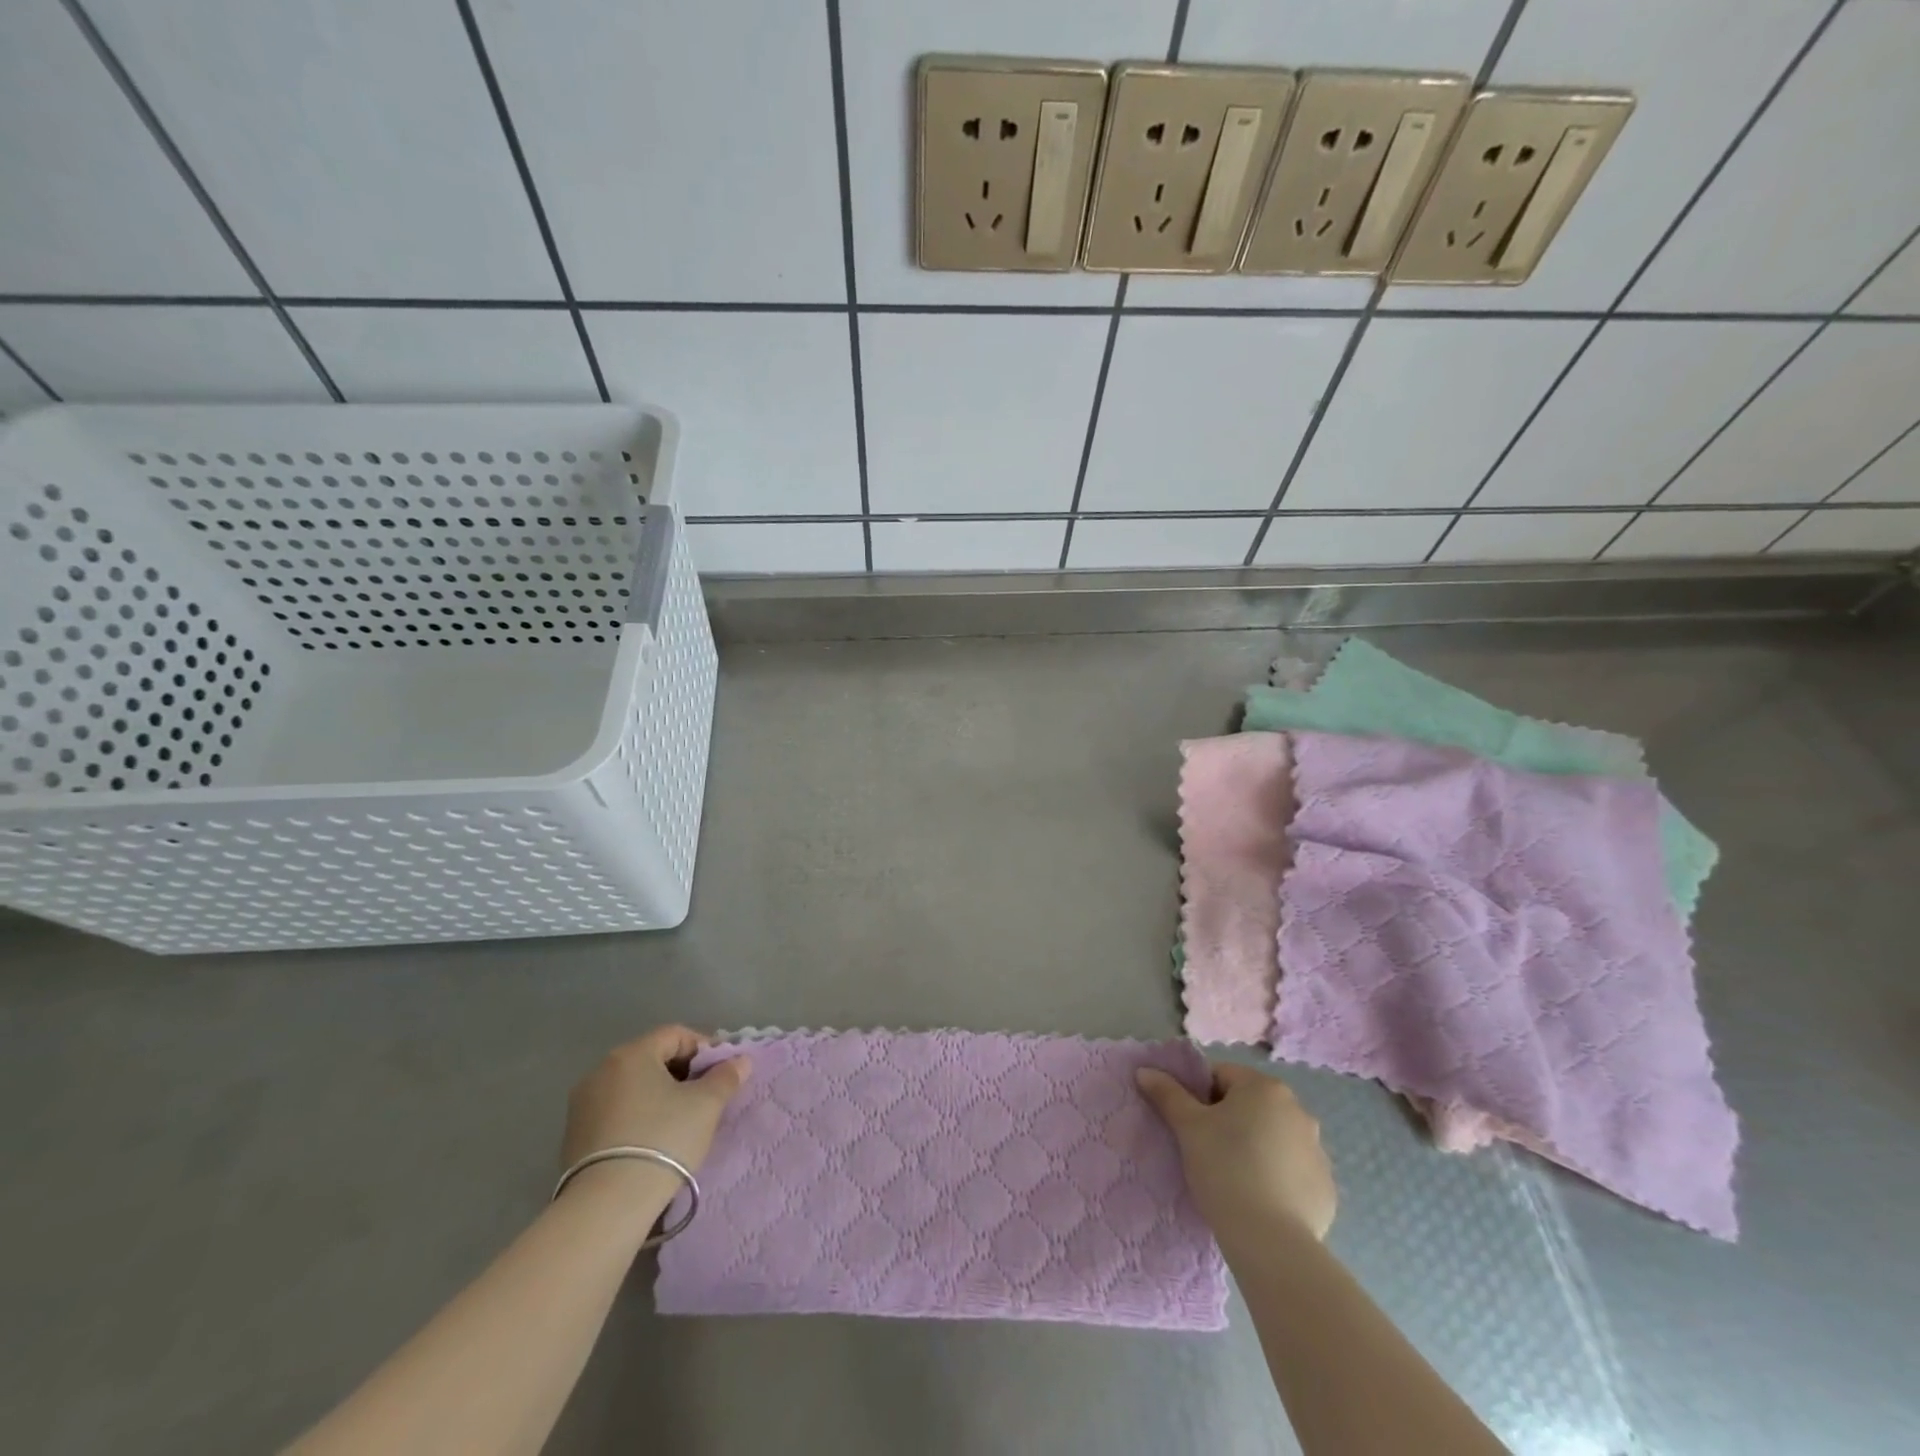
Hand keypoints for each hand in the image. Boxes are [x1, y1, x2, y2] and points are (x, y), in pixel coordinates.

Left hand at [561, 1026, 750, 1177]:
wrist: (606, 1207)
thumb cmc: (662, 1140)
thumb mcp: (706, 1105)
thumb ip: (726, 1076)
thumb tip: (741, 1061)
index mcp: (631, 1054)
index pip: (676, 1034)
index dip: (704, 1048)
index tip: (722, 1072)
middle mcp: (601, 1070)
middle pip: (652, 1058)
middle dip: (683, 1072)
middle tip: (705, 1096)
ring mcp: (582, 1104)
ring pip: (633, 1086)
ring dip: (659, 1095)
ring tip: (680, 1121)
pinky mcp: (573, 1136)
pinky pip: (615, 1112)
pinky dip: (638, 1116)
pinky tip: (652, 1141)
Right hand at [1136, 1061, 1335, 1248]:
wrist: (1272, 1243)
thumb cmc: (1225, 1169)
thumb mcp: (1187, 1127)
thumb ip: (1167, 1093)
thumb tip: (1145, 1071)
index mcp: (1265, 1088)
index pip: (1221, 1076)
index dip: (1199, 1096)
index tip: (1189, 1125)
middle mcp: (1298, 1110)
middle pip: (1249, 1105)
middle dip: (1228, 1121)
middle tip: (1205, 1150)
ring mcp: (1317, 1151)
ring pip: (1272, 1138)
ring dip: (1254, 1148)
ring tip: (1232, 1178)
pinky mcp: (1326, 1188)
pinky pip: (1292, 1171)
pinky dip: (1276, 1178)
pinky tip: (1258, 1200)